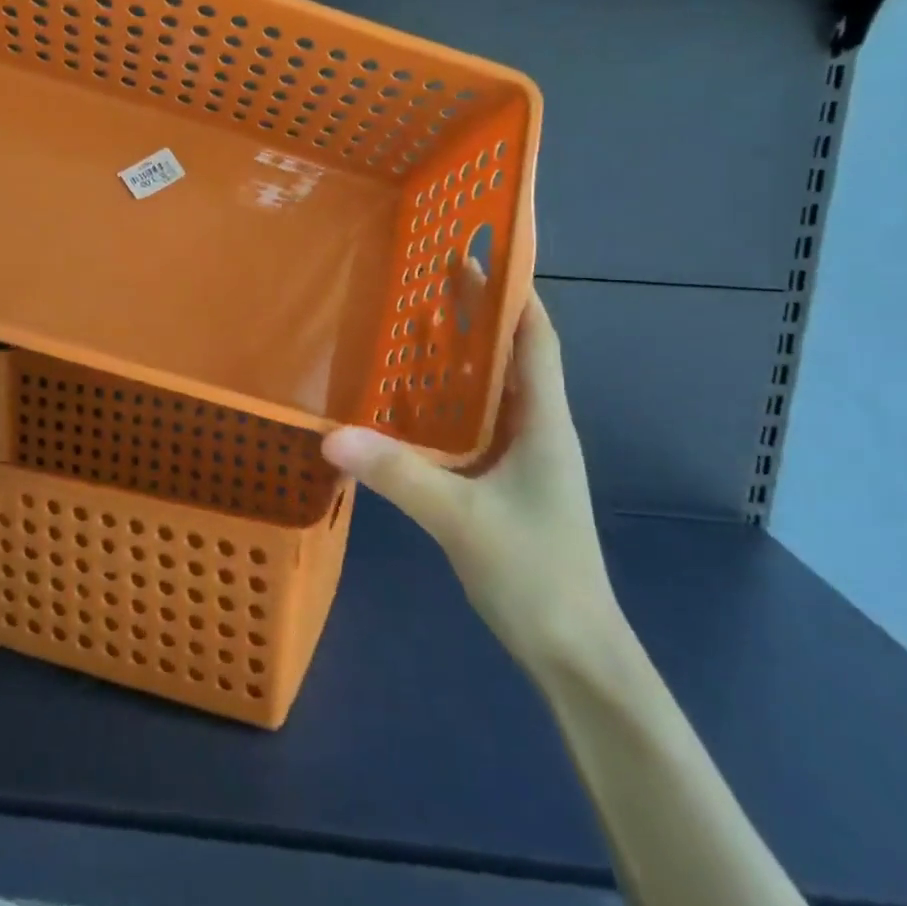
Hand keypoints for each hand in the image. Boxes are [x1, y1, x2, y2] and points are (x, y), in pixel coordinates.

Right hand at [322, 289, 622, 675]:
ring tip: (413, 326)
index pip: (535, 338)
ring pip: (493, 389)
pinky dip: (451, 400)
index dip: (513, 293)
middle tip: (427, 277)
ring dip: (462, 356)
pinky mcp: (507, 482)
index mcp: (544, 421)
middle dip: (477, 315)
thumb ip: (399, 475)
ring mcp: (525, 458)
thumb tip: (332, 434)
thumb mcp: (461, 520)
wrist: (574, 651)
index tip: (479, 254)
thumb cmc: (534, 574)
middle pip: (511, 354)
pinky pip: (478, 423)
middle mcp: (538, 428)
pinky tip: (412, 402)